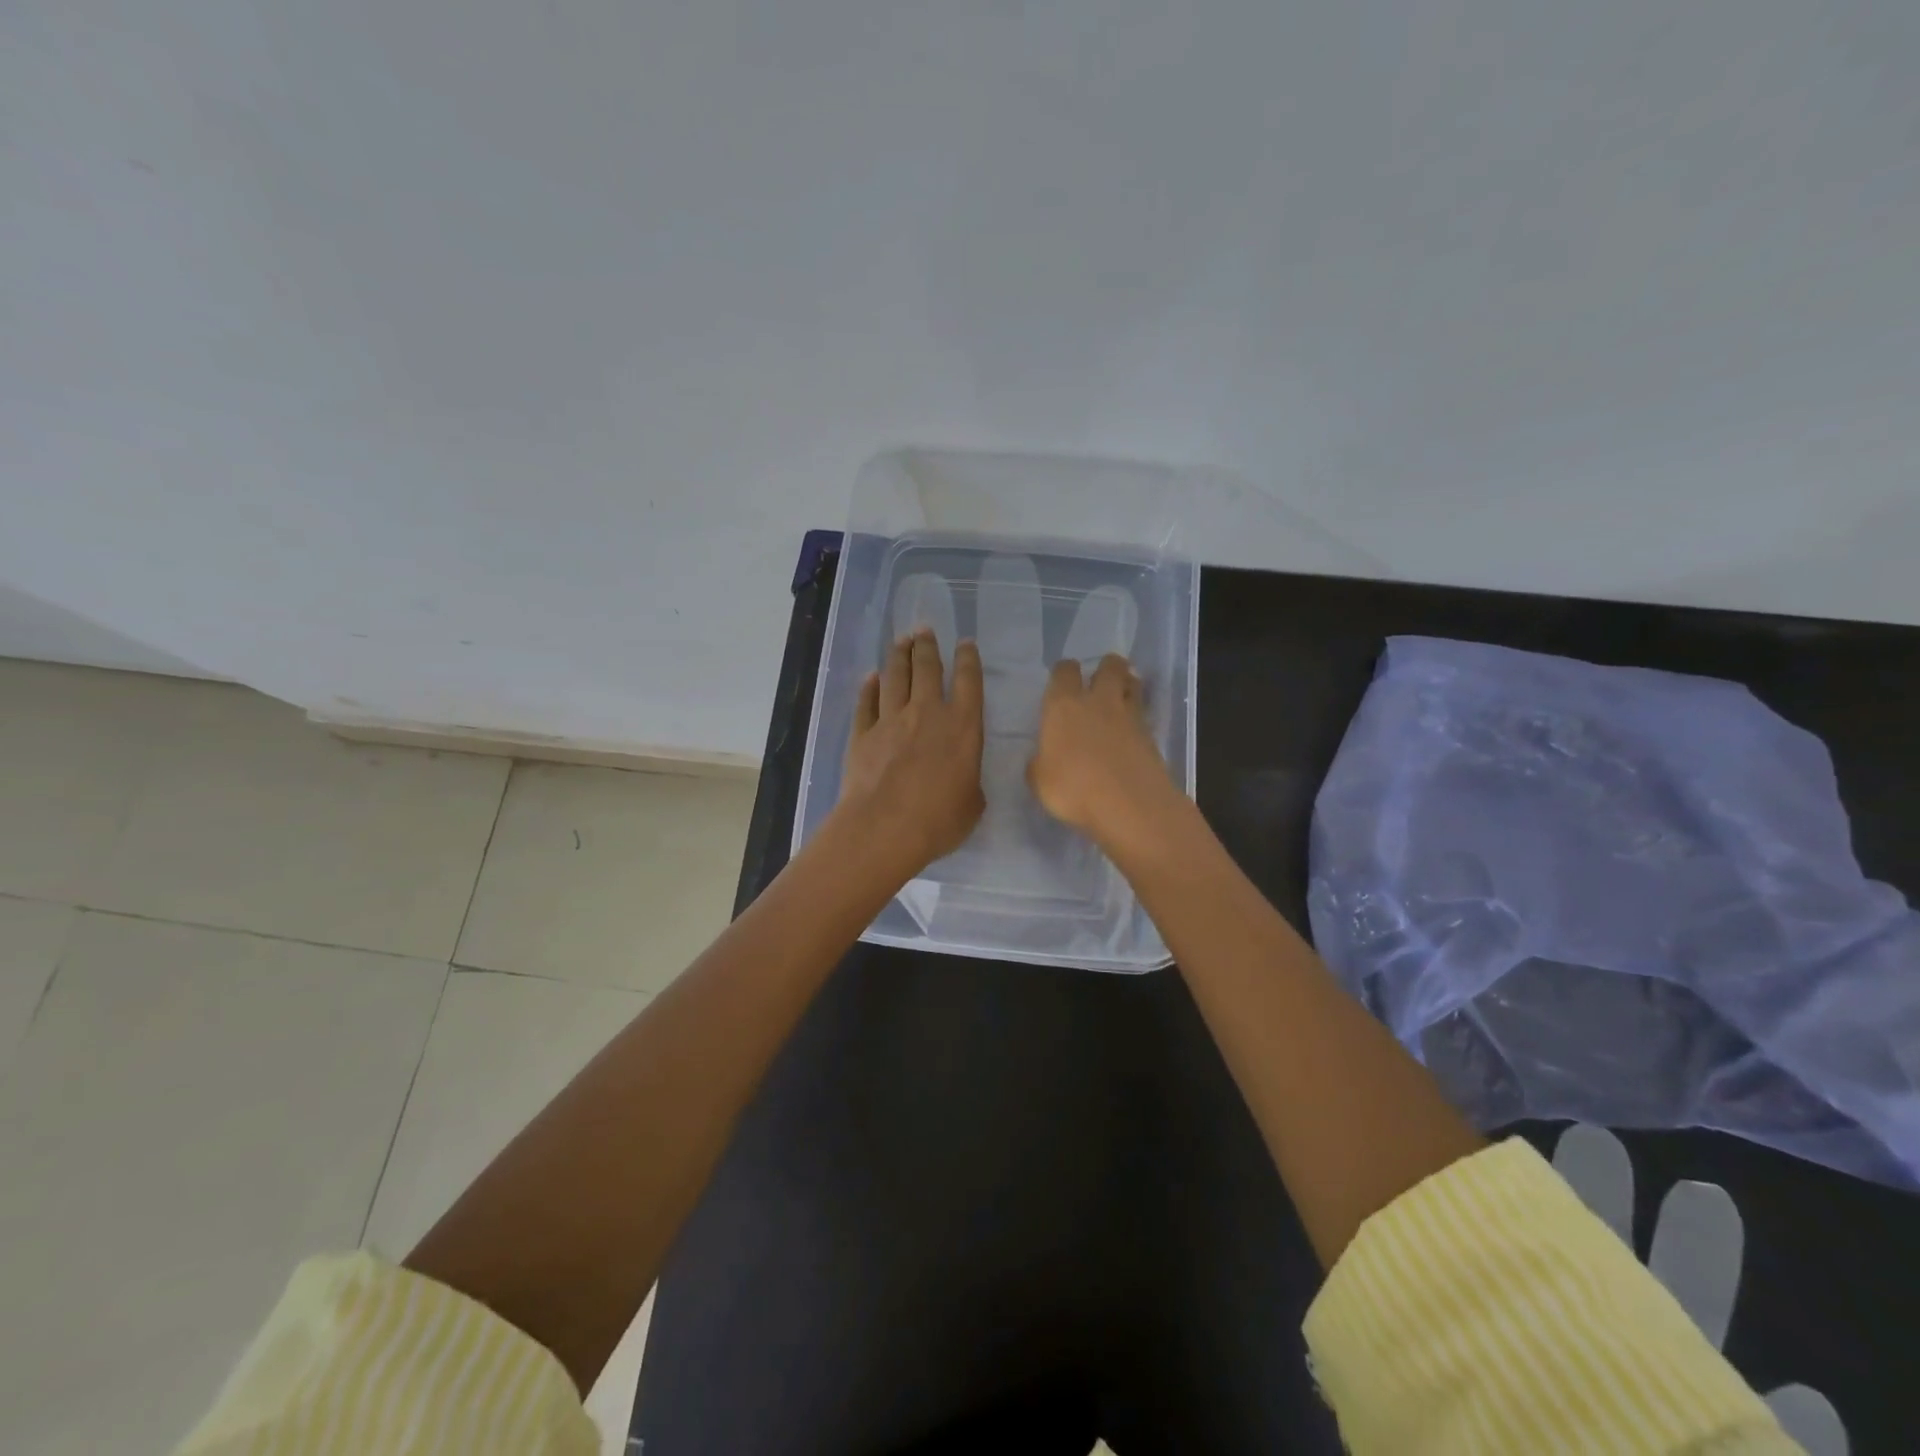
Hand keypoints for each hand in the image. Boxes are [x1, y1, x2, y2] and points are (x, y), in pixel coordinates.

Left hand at [835, 629, 985, 877]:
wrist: (884, 827)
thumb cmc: (939, 819)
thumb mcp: (972, 803)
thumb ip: (969, 782)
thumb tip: (962, 779)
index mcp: (963, 727)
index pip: (968, 681)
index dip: (968, 659)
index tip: (964, 643)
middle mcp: (927, 712)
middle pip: (927, 668)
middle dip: (927, 646)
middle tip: (924, 629)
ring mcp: (890, 720)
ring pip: (895, 677)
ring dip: (899, 656)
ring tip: (901, 641)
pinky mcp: (862, 734)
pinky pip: (866, 702)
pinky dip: (869, 687)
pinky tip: (871, 677)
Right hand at [1028, 654, 1174, 846]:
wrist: (1128, 805)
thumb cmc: (1073, 788)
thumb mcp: (1039, 781)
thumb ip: (1039, 763)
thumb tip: (1042, 759)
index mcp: (1063, 706)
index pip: (1064, 671)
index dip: (1064, 672)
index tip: (1062, 680)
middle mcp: (1098, 701)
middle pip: (1109, 666)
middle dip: (1106, 667)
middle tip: (1101, 680)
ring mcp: (1129, 716)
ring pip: (1133, 683)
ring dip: (1127, 684)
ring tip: (1121, 697)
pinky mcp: (1151, 735)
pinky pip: (1144, 714)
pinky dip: (1138, 716)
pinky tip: (1131, 730)